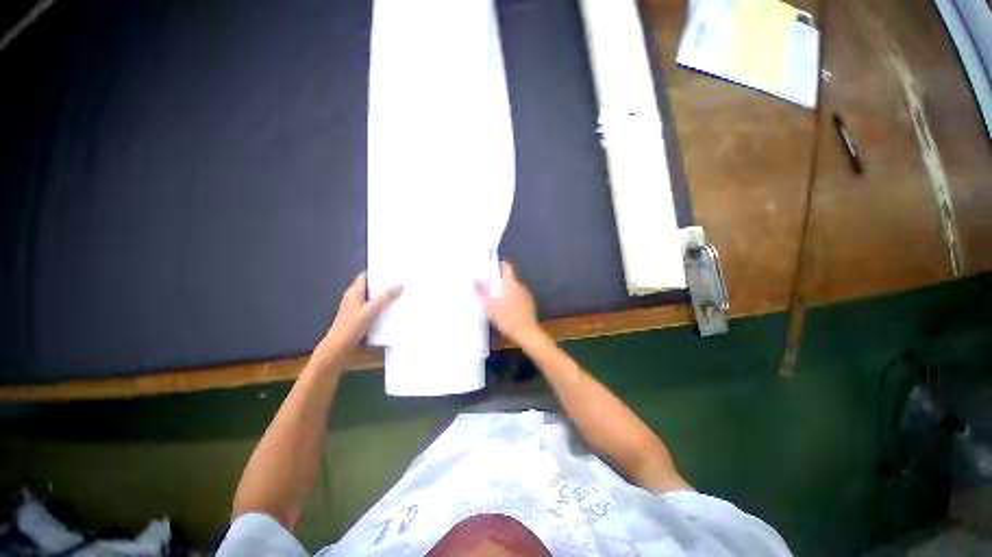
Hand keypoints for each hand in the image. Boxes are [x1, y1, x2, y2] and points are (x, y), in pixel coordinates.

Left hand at [322, 271, 401, 354]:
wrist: (339, 347)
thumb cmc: (352, 326)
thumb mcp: (371, 310)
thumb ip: (385, 298)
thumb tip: (400, 285)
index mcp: (353, 292)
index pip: (364, 276)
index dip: (376, 271)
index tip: (391, 270)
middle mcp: (353, 297)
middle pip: (369, 286)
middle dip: (383, 284)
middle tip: (399, 281)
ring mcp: (355, 308)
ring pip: (371, 297)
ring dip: (382, 296)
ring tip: (399, 293)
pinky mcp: (358, 317)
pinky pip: (371, 307)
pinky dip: (380, 306)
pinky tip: (391, 309)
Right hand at [475, 261, 540, 344]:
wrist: (526, 333)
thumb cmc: (507, 317)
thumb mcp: (489, 306)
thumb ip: (481, 292)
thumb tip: (474, 280)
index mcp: (511, 283)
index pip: (507, 266)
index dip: (499, 264)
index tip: (491, 267)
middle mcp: (520, 286)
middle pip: (509, 278)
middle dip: (499, 281)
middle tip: (488, 287)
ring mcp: (527, 295)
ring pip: (514, 288)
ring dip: (506, 291)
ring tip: (496, 300)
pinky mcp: (530, 304)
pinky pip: (519, 297)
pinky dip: (512, 299)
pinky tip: (506, 309)